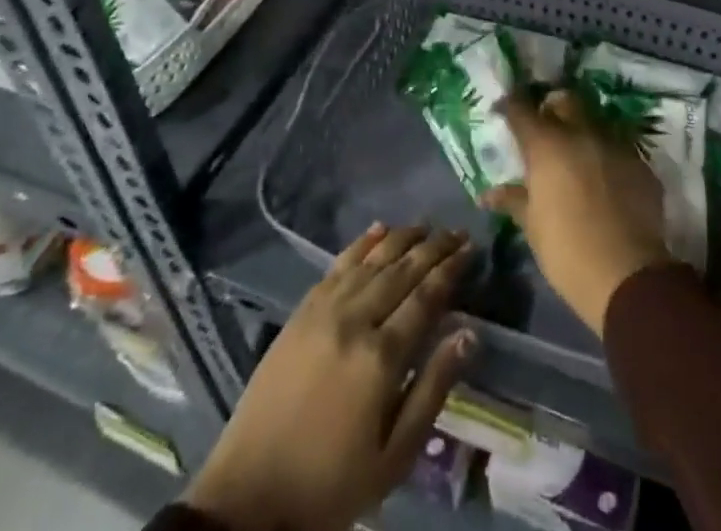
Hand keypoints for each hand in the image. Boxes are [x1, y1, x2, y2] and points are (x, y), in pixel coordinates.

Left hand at [186, 224, 474, 530]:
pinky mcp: (301, 311)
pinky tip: (378, 229)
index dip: (451, 269)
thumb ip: (433, 390)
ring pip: (372, 259)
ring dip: (402, 238)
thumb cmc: (331, 483)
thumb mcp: (394, 457)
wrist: (250, 495)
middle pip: (402, 270)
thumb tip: (469, 334)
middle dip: (434, 247)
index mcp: (380, 357)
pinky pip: (338, 264)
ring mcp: (324, 310)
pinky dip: (362, 243)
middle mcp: (354, 320)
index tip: (471, 248)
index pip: (426, 297)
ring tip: (426, 225)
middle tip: (458, 231)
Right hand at [484, 90, 673, 336]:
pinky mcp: (641, 164)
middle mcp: (582, 134)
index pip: (522, 110)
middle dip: (551, 107)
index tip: (504, 111)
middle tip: (544, 128)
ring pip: (595, 122)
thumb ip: (513, 200)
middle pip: (564, 101)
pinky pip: (619, 149)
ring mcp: (615, 145)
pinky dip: (607, 157)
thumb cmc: (567, 251)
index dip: (511, 106)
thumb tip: (489, 194)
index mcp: (548, 145)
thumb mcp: (532, 226)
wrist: (627, 275)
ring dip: (582, 131)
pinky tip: (605, 180)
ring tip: (576, 156)